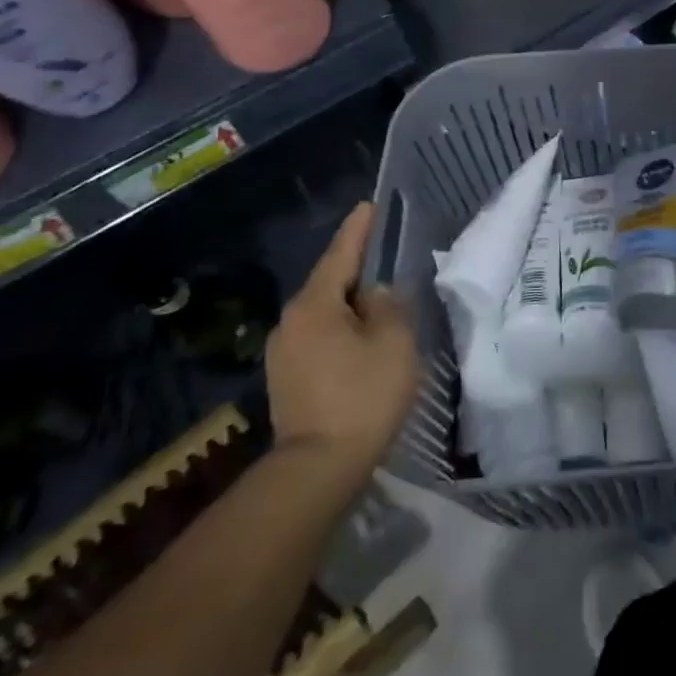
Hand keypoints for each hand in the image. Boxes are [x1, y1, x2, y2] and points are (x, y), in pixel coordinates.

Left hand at [265, 203, 419, 473]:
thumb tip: (374, 294)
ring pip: (323, 315)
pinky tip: (362, 346)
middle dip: (356, 272)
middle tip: (387, 262)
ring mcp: (283, 353)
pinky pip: (318, 340)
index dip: (358, 229)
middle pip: (329, 284)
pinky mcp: (285, 380)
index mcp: (315, 305)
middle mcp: (291, 322)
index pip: (340, 254)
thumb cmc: (363, 396)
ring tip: (380, 308)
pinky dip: (341, 333)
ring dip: (349, 307)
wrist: (318, 468)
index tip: (369, 206)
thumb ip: (388, 307)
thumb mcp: (393, 343)